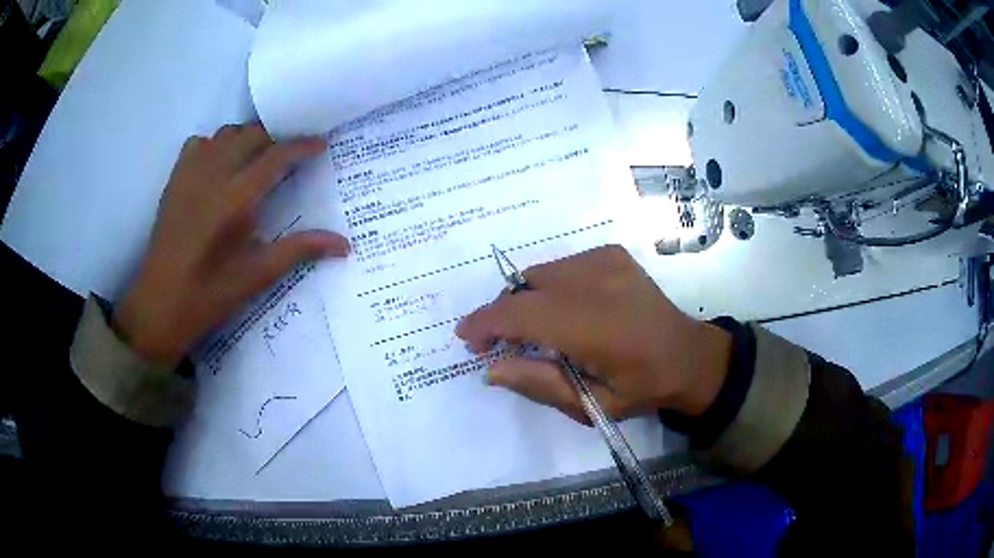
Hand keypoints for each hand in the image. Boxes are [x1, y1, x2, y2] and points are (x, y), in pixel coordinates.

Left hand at [113, 123, 349, 362]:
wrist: (159, 305)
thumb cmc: (208, 295)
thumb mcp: (257, 277)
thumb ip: (300, 250)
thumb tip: (345, 244)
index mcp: (235, 199)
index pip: (276, 156)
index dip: (301, 146)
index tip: (319, 145)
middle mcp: (213, 175)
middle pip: (252, 134)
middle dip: (275, 140)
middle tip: (287, 160)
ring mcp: (190, 173)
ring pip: (226, 134)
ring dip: (246, 140)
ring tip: (255, 162)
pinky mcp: (174, 179)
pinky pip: (199, 143)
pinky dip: (214, 146)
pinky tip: (218, 168)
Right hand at [456, 245, 730, 422]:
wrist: (689, 355)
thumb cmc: (642, 388)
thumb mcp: (591, 404)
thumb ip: (539, 384)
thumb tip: (491, 368)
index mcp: (594, 327)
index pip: (521, 314)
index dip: (486, 323)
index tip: (467, 338)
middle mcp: (597, 283)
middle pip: (525, 287)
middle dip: (503, 314)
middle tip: (503, 343)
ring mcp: (606, 261)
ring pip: (541, 273)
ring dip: (527, 300)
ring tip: (538, 329)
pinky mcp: (611, 253)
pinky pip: (562, 266)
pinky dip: (551, 287)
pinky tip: (567, 310)